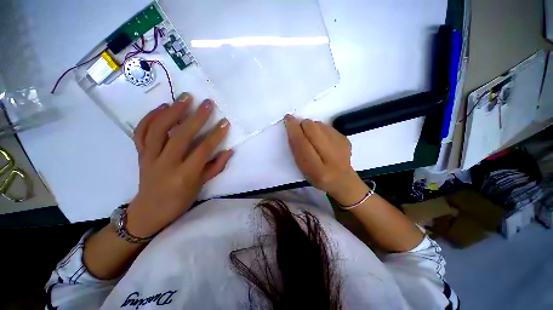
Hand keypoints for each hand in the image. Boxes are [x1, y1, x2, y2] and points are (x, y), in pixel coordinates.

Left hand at [127, 94, 232, 236]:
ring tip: (185, 98)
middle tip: (207, 103)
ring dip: (172, 111)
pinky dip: (150, 117)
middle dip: (196, 118)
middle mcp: (165, 164)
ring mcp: (149, 157)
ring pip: (158, 130)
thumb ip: (216, 166)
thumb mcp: (201, 185)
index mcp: (184, 175)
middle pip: (181, 136)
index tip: (225, 122)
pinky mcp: (140, 154)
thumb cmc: (180, 200)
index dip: (215, 135)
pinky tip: (162, 107)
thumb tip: (229, 150)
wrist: (149, 211)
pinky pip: (141, 132)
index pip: (202, 150)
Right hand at [284, 115, 367, 205]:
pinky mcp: (345, 138)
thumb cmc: (317, 176)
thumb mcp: (302, 168)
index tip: (288, 119)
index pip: (302, 143)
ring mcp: (341, 145)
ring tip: (312, 138)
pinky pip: (327, 126)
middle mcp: (331, 156)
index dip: (293, 129)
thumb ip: (296, 149)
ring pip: (319, 124)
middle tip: (300, 131)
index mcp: (317, 169)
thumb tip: (292, 128)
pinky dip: (320, 129)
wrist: (342, 179)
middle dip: (302, 125)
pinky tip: (322, 140)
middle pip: (312, 128)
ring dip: (312, 127)